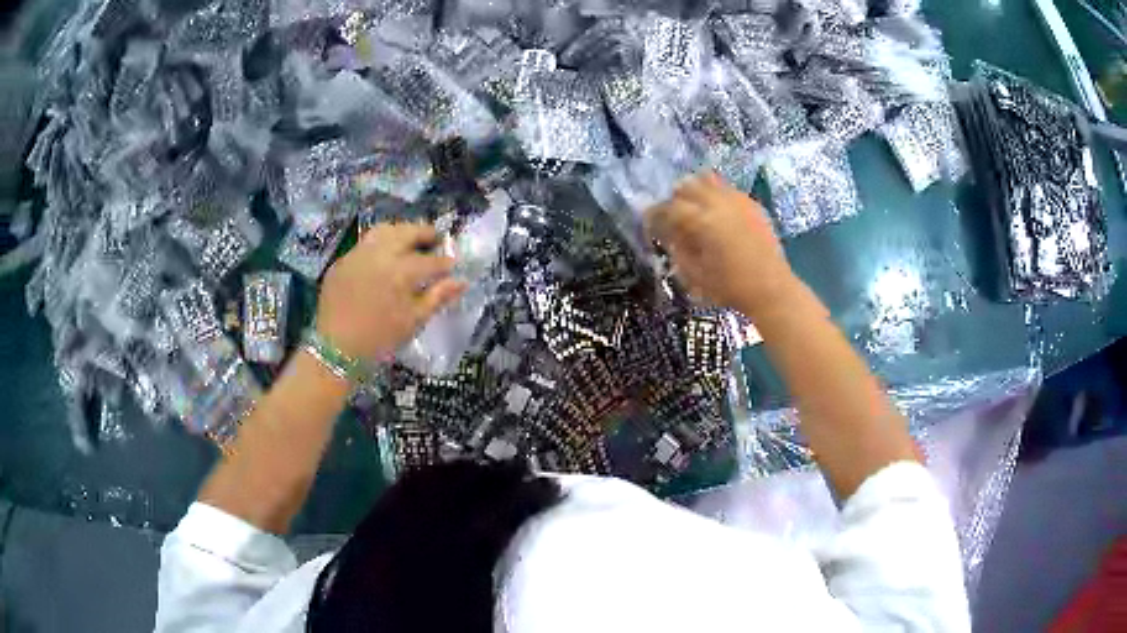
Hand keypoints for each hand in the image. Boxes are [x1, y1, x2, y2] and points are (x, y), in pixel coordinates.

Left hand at [315, 222, 465, 359]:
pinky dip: (379, 245)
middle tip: (436, 240)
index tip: (453, 264)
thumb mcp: (413, 321)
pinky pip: (365, 244)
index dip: (445, 262)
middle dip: (425, 233)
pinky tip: (383, 258)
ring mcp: (358, 254)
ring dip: (401, 232)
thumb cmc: (380, 339)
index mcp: (401, 271)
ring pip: (384, 230)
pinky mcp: (342, 261)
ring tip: (410, 241)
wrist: (336, 349)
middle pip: (407, 232)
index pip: (431, 260)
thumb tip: (461, 281)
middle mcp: (380, 254)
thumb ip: (438, 297)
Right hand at [646, 172, 799, 318]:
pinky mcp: (753, 205)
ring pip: (709, 180)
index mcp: (703, 221)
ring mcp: (739, 201)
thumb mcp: (694, 274)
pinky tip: (718, 214)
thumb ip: (678, 249)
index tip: (649, 222)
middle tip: (672, 216)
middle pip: (688, 186)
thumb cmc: (730, 287)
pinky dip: (717, 196)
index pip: (670, 208)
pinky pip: (729, 190)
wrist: (771, 289)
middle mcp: (719, 203)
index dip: (655, 214)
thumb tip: (669, 234)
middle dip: (675, 198)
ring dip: (696, 191)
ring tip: (695, 209)